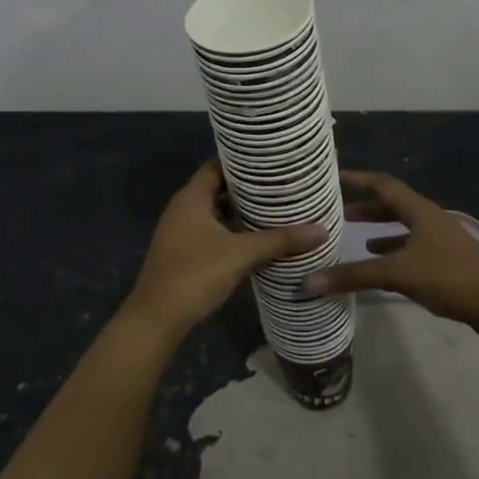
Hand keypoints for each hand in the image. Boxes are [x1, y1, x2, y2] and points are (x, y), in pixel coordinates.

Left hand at [123, 162, 326, 344]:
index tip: (272, 158)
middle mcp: (183, 208)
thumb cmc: (195, 273)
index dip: (244, 160)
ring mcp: (182, 232)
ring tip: (277, 207)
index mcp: (191, 197)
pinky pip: (213, 232)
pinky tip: (258, 238)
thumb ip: (279, 240)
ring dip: (241, 211)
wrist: (157, 319)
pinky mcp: (185, 253)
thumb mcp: (241, 254)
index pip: (218, 165)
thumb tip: (321, 231)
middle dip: (248, 187)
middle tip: (282, 183)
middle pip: (219, 188)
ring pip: (216, 212)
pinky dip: (233, 231)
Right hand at [304, 170, 478, 332]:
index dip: (358, 179)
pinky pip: (412, 246)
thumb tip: (308, 282)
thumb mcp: (397, 274)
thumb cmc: (447, 277)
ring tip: (356, 237)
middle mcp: (429, 218)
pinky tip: (383, 264)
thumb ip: (354, 276)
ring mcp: (440, 238)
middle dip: (367, 207)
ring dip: (380, 229)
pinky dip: (394, 250)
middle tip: (340, 212)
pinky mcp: (446, 259)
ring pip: (404, 226)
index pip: (383, 184)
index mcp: (419, 210)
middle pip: (393, 205)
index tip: (334, 177)